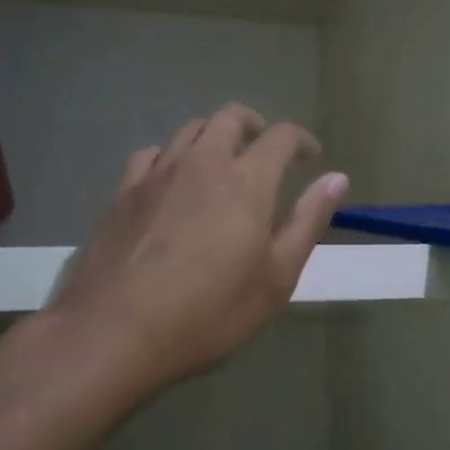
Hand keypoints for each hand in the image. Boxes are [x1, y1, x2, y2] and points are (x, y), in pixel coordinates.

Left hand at [47, 103, 348, 395]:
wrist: (113, 332)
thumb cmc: (208, 312)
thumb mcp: (276, 278)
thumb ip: (307, 222)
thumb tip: (337, 178)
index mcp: (246, 180)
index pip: (281, 136)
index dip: (302, 140)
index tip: (311, 158)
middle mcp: (202, 162)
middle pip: (230, 117)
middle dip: (255, 125)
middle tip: (266, 150)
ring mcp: (157, 174)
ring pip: (190, 130)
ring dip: (214, 136)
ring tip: (222, 163)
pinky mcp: (122, 193)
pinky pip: (151, 155)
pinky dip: (171, 157)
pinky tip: (172, 182)